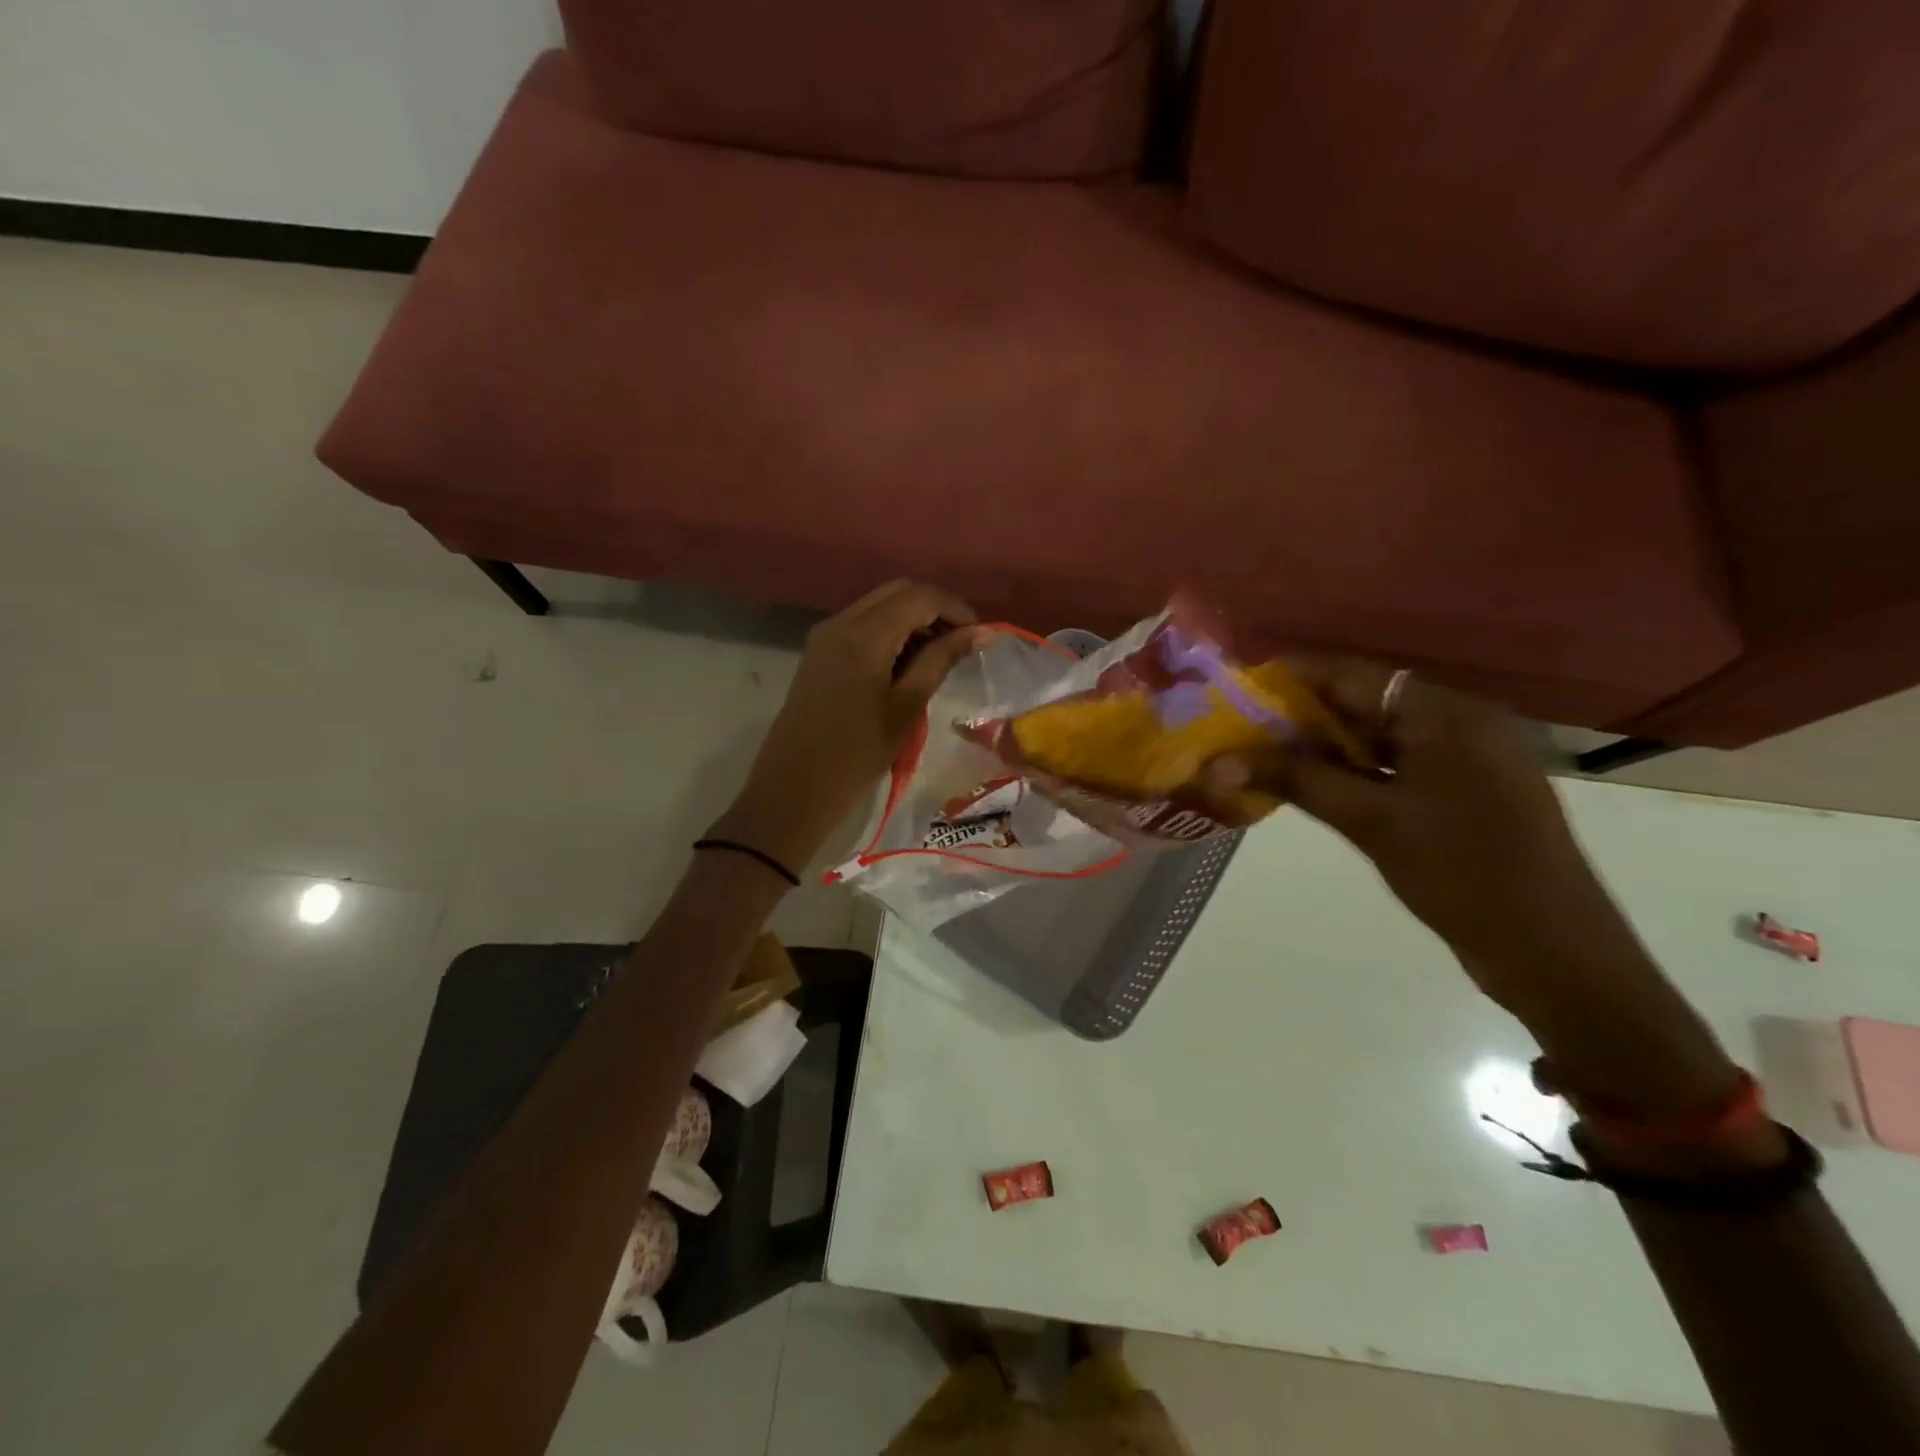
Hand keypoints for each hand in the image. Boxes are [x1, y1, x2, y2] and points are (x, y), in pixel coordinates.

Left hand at [713, 581, 982, 872]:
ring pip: (879, 606)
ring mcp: (825, 636)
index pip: (920, 597)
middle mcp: (841, 622)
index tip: (981, 636)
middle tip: (964, 641)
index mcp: (864, 634)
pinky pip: (863, 625)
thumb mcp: (907, 706)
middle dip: (936, 608)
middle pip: (898, 592)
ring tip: (941, 654)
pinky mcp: (819, 652)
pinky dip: (891, 632)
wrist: (794, 788)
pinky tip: (909, 662)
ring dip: (913, 619)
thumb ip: (941, 660)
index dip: (956, 608)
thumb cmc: (857, 753)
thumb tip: (979, 632)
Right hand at [1213, 659, 1739, 1115]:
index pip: (1353, 674)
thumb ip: (1294, 781)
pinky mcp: (1463, 793)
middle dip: (1299, 715)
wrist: (1555, 955)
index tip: (1235, 688)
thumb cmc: (1463, 874)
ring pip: (1377, 737)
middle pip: (1364, 702)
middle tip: (1237, 728)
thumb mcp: (1370, 822)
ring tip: (1259, 754)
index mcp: (1447, 714)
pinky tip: (1308, 783)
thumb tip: (1217, 763)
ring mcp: (1465, 760)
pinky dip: (1351, 770)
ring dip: (1321, 746)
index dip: (1291, 676)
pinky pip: (1395, 766)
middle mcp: (1460, 723)